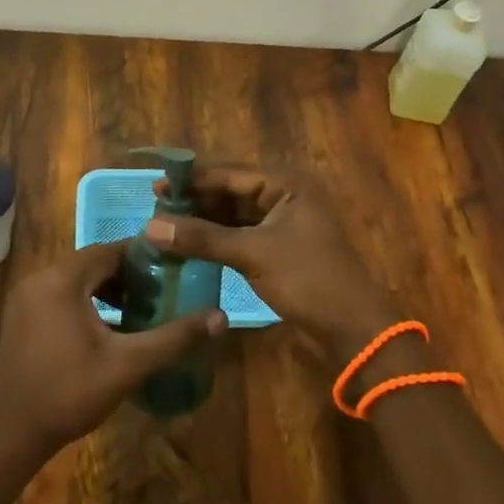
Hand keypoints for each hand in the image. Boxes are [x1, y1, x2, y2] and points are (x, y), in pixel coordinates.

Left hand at [0, 243, 227, 459]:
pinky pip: (60, 294)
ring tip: (139, 309)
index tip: (171, 269)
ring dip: (106, 288)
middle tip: (160, 291)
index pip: (109, 250)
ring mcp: (27, 296)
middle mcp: (40, 277)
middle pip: (92, 262)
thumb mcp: (128, 365)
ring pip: (76, 279)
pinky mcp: (22, 315)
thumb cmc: (71, 393)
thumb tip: (220, 317)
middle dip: (126, 275)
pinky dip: (85, 301)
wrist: (14, 433)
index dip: (142, 258)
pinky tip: (107, 326)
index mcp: (62, 279)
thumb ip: (173, 338)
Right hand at [146, 164, 396, 360]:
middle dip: (195, 201)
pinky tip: (189, 245)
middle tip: (156, 210)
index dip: (192, 181)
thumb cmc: (308, 279)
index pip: (229, 173)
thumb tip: (150, 227)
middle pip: (230, 192)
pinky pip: (240, 234)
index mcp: (285, 183)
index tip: (155, 188)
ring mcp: (283, 222)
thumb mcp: (252, 254)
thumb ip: (201, 238)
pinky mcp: (278, 247)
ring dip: (203, 221)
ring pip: (233, 214)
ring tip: (165, 227)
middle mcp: (284, 195)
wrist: (352, 329)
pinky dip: (216, 239)